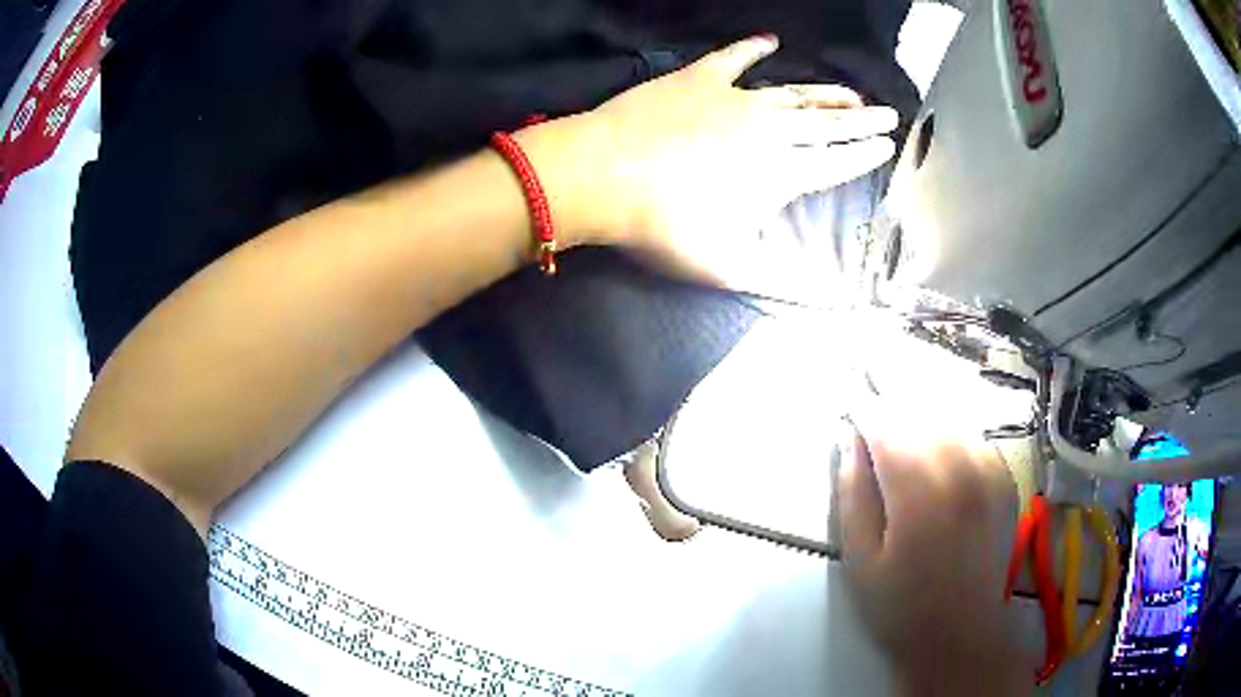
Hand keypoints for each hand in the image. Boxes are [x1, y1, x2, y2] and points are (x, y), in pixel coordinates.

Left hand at [517, 35, 898, 287]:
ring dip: (826, 92)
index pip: (837, 162)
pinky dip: (752, 48)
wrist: (602, 175)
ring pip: (794, 92)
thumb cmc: (664, 226)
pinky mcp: (699, 78)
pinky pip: (734, 57)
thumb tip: (833, 301)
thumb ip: (783, 282)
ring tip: (851, 94)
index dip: (865, 154)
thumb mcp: (728, 267)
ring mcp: (734, 98)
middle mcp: (769, 130)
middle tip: (889, 113)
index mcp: (781, 173)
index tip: (888, 146)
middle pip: (827, 123)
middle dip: (863, 120)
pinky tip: (770, 41)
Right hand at [837, 398, 1030, 695]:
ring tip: (902, 441)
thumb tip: (849, 440)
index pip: (886, 423)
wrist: (960, 634)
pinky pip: (972, 435)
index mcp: (919, 490)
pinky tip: (937, 458)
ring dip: (920, 420)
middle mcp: (960, 467)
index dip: (863, 410)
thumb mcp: (859, 559)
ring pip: (948, 418)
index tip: (849, 407)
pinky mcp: (1004, 478)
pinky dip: (950, 435)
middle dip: (891, 411)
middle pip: (919, 411)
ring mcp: (989, 470)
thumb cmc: (900, 606)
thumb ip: (852, 493)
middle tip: (872, 427)